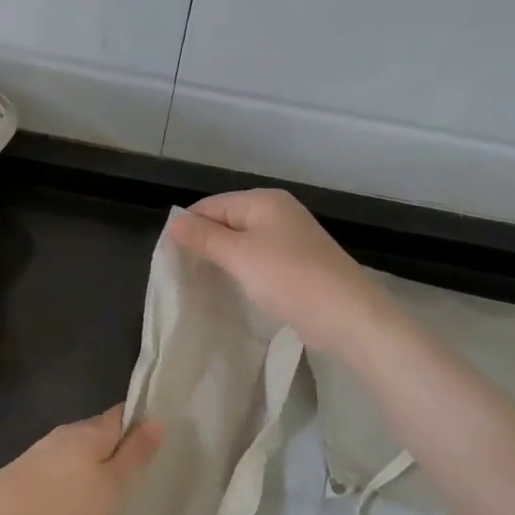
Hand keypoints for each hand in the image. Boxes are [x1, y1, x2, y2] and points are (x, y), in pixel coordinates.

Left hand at [0, 404, 162, 514]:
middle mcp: (66, 432)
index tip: (157, 443)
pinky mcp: (28, 471)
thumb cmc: (62, 504)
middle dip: (119, 448)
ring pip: (80, 451)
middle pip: (101, 432)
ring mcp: (44, 450)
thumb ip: (135, 454)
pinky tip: (77, 500)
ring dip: (96, 465)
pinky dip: (75, 478)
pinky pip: (63, 467)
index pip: (123, 413)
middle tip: (140, 475)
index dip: (141, 423)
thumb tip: (157, 420)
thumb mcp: (110, 484)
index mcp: (91, 429)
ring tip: (112, 492)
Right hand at [168, 189, 390, 355]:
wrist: (346, 314)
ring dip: (223, 260)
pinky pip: (259, 259)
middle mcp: (278, 212)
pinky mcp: (298, 263)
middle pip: (227, 221)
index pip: (211, 205)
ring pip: (243, 242)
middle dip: (204, 244)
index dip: (188, 228)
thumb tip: (174, 222)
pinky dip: (243, 271)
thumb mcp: (239, 256)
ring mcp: (290, 238)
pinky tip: (233, 289)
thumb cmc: (289, 278)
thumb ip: (205, 237)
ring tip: (202, 283)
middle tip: (181, 274)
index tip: (169, 258)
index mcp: (263, 200)